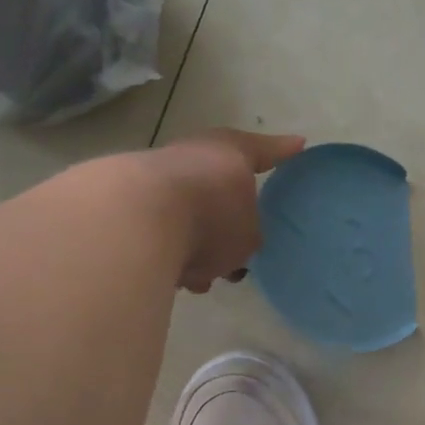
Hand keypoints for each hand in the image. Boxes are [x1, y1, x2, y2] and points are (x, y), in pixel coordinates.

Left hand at [144, 129, 304, 292]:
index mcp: (231, 153)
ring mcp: (157, 176)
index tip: (297, 145)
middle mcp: (194, 155)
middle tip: (237, 252)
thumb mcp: (248, 236)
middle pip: (220, 189)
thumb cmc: (210, 219)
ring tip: (203, 278)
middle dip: (227, 223)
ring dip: (196, 245)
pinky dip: (170, 252)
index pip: (264, 151)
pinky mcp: (127, 203)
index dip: (281, 152)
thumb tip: (234, 239)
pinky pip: (161, 231)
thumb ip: (248, 235)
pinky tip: (175, 279)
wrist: (133, 220)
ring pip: (188, 215)